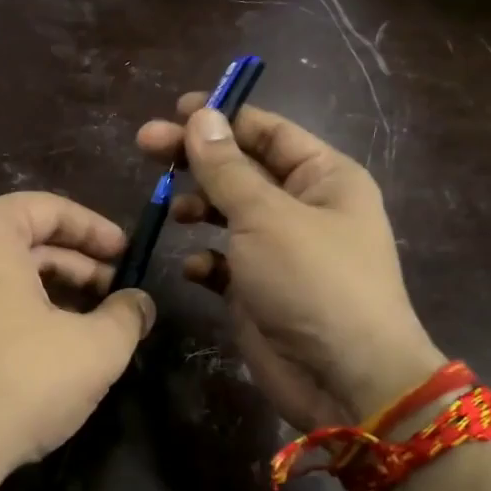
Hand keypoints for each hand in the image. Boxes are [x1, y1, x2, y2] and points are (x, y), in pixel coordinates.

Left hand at [0, 192, 155, 490]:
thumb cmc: (16, 384)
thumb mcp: (93, 350)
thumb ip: (127, 315)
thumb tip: (140, 303)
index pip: (49, 209)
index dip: (97, 230)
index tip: (129, 255)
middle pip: (22, 239)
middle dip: (76, 264)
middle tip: (115, 293)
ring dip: (47, 289)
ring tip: (87, 321)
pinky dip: (12, 307)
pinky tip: (42, 342)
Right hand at [136, 96, 443, 431]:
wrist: (344, 378)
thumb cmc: (313, 282)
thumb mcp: (267, 216)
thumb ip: (226, 168)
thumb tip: (201, 116)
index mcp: (322, 176)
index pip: (266, 130)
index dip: (220, 116)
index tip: (172, 111)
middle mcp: (302, 207)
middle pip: (241, 169)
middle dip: (196, 159)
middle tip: (145, 148)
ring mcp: (280, 251)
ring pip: (228, 213)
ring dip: (198, 207)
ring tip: (171, 211)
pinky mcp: (259, 290)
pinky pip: (223, 263)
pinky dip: (205, 260)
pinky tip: (194, 268)